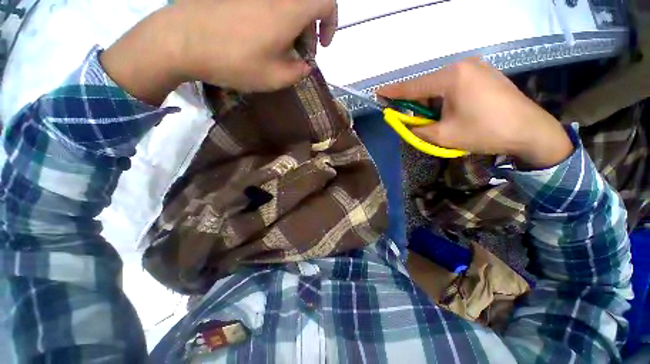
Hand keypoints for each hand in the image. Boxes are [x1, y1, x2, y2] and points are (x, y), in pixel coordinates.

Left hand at [171, 0, 337, 89]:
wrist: (181, 40)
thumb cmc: (234, 61)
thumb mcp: (275, 77)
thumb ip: (298, 72)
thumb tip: (305, 65)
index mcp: (288, 11)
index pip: (326, 1)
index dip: (331, 23)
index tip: (323, 45)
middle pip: (306, 6)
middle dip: (310, 32)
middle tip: (300, 57)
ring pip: (287, 7)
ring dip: (292, 29)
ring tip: (281, 53)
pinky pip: (268, 7)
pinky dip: (275, 22)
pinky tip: (263, 41)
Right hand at [378, 59, 572, 167]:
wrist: (530, 131)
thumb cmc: (485, 132)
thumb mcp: (443, 136)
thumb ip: (417, 129)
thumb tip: (405, 124)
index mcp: (451, 77)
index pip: (413, 86)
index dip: (393, 91)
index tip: (378, 93)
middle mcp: (462, 65)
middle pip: (427, 84)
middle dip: (415, 101)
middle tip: (410, 117)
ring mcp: (476, 67)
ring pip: (440, 84)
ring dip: (431, 101)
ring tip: (436, 119)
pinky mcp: (484, 73)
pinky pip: (454, 83)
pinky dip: (444, 97)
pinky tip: (450, 111)